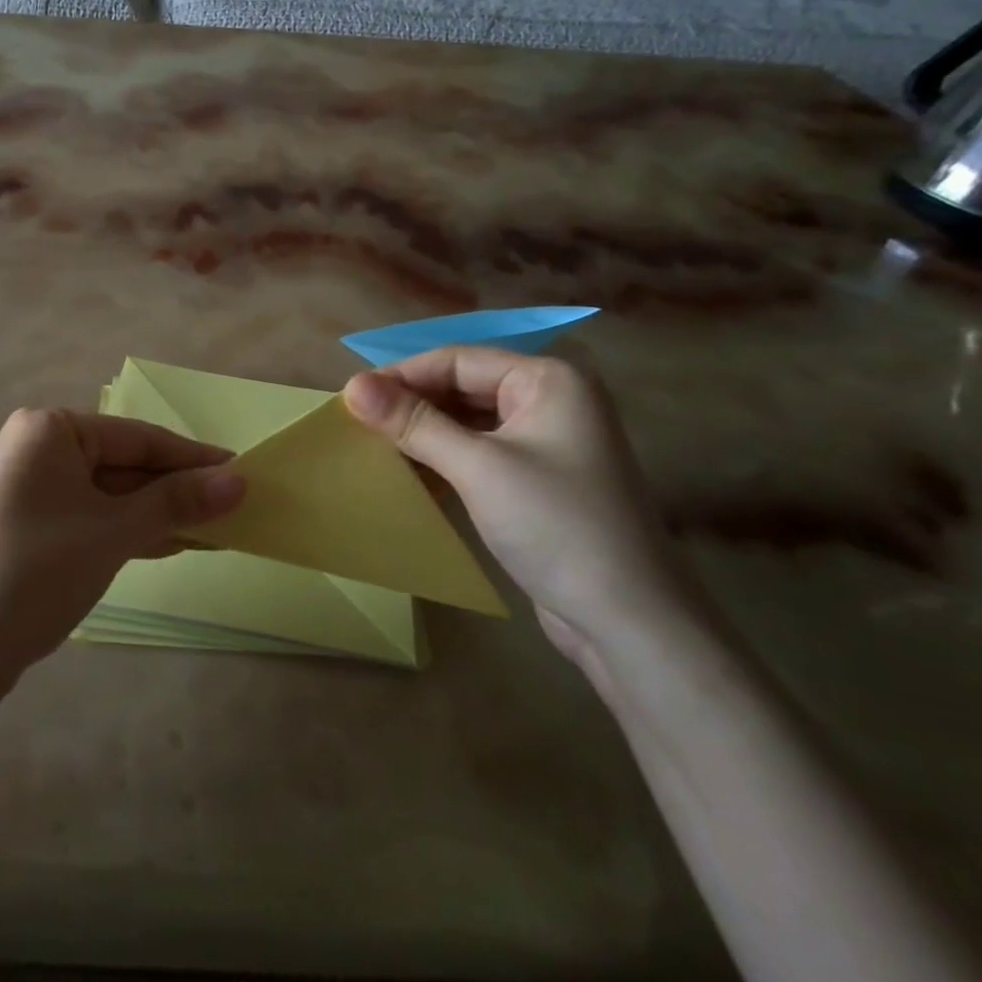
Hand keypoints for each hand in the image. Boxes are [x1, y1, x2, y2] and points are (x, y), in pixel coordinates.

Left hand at [0, 410, 245, 691]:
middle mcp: (36, 449)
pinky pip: (91, 518)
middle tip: (235, 509)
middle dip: (177, 490)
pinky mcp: (28, 527)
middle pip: (125, 464)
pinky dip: (129, 531)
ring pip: (110, 495)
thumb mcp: (112, 532)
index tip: (244, 472)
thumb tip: (240, 480)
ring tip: (216, 530)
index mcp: (50, 429)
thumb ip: (176, 502)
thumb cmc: (35, 572)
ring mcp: (29, 490)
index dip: (193, 458)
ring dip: (158, 514)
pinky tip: (171, 544)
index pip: (139, 437)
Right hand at [344, 348, 704, 663]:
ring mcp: (548, 440)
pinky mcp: (540, 478)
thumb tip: (352, 386)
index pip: (457, 359)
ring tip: (375, 445)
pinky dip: (445, 457)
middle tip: (359, 424)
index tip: (351, 398)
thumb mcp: (477, 467)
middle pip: (464, 385)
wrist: (630, 622)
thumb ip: (413, 422)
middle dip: (413, 403)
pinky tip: (411, 472)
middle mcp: (551, 399)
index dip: (401, 375)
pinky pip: (480, 451)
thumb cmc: (556, 526)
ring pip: (469, 420)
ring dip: (425, 431)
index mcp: (548, 379)